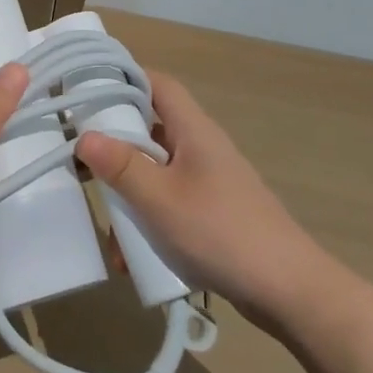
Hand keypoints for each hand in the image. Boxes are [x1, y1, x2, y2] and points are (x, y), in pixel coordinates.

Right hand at [76, 71, 322, 332]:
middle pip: (152, 128)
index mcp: (194, 130)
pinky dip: (148, 221)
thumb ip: (121, 166)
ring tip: (106, 224)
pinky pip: (170, 204)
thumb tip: (84, 136)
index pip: (158, 84)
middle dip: (116, 145)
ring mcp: (209, 182)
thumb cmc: (221, 232)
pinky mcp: (213, 214)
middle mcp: (202, 148)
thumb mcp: (160, 199)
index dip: (125, 80)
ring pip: (157, 172)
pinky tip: (131, 257)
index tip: (88, 92)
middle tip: (83, 158)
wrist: (289, 292)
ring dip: (129, 193)